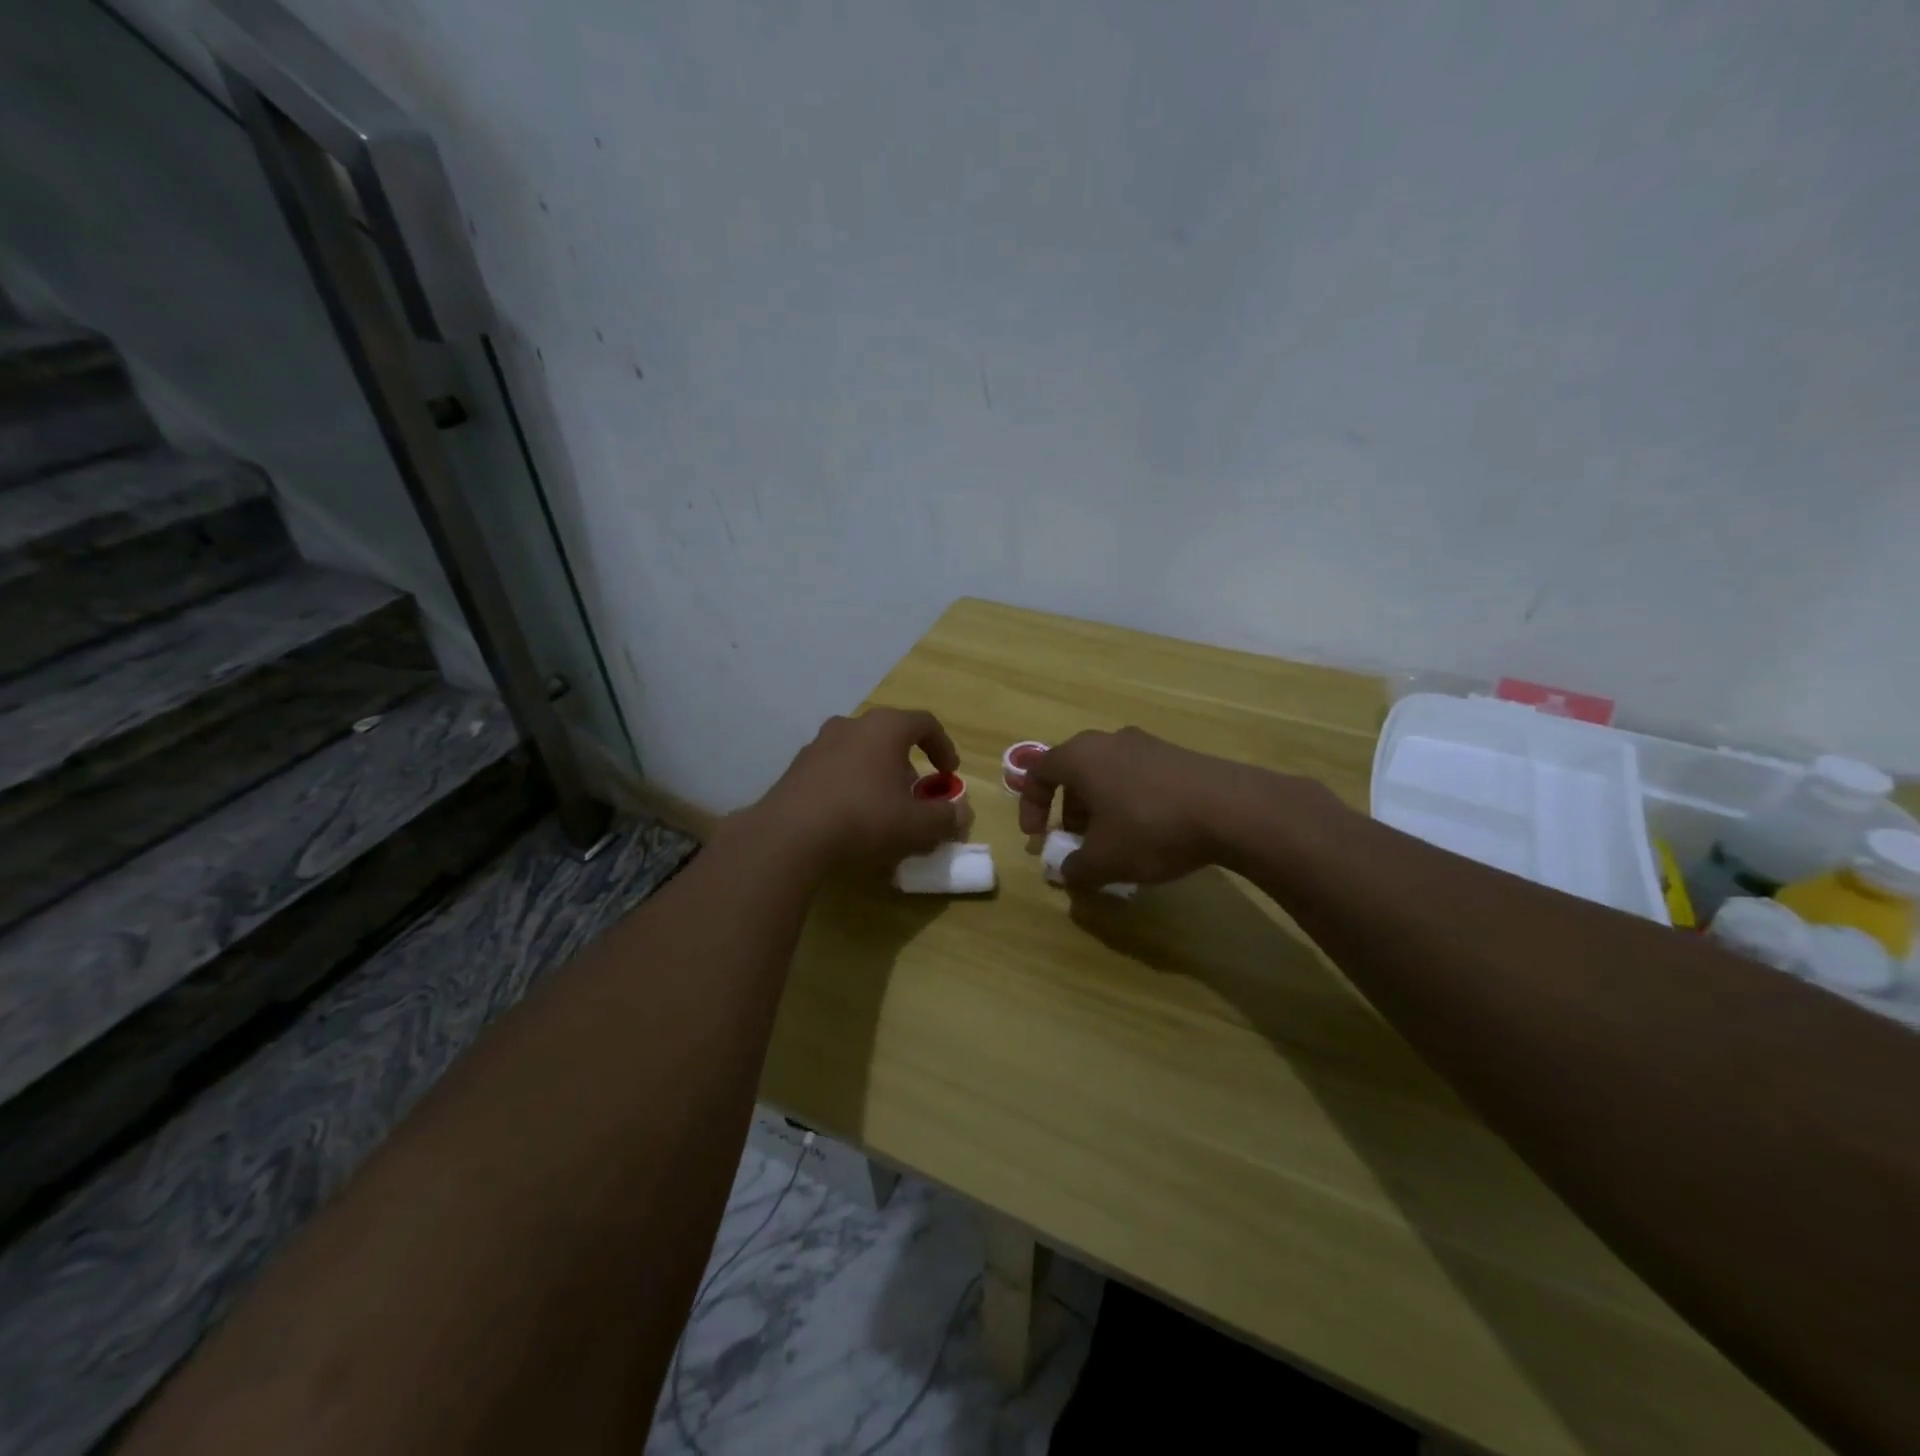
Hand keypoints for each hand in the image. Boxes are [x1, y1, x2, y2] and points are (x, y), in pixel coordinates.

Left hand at [751, 708, 963, 869]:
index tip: (949, 774)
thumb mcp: (916, 825)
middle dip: (909, 763)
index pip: (925, 723)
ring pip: (860, 751)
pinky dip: (850, 784)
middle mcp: (851, 725)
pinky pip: (835, 768)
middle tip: (916, 794)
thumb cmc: (864, 818)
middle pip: (890, 736)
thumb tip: (961, 815)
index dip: (943, 746)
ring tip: (883, 807)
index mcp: (885, 728)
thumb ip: (945, 818)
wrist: (790, 835)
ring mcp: (819, 743)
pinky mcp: (797, 767)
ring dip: (878, 773)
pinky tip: (850, 816)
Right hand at [1017, 727, 1278, 889]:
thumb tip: (1066, 871)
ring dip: (1099, 806)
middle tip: (1076, 841)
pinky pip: (1136, 776)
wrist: (1230, 809)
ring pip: (1106, 774)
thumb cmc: (1150, 828)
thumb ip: (1074, 868)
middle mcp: (1108, 741)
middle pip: (1073, 772)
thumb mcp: (1104, 860)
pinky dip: (1128, 801)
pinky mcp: (1176, 755)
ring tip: (1113, 841)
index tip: (1037, 838)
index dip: (1030, 805)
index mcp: (1080, 757)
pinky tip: (1149, 831)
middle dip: (1067, 809)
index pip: (1038, 772)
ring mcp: (1146, 744)